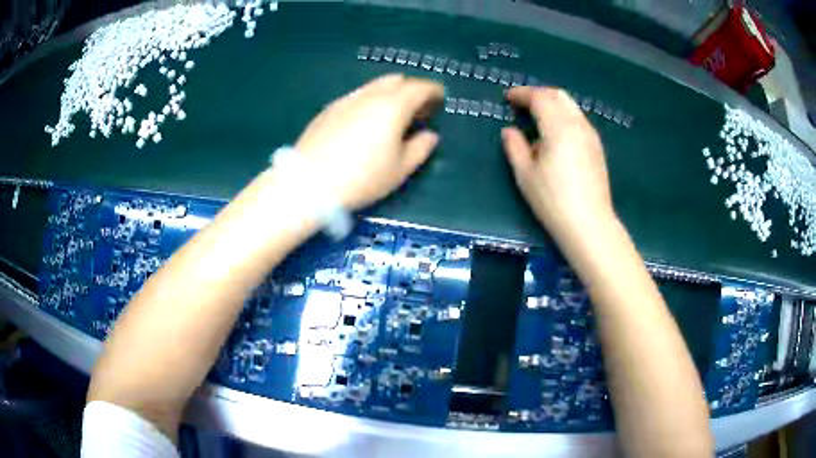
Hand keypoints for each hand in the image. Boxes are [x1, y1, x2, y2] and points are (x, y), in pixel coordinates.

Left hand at [294, 74, 443, 209]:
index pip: (420, 87)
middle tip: (418, 110)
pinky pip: (357, 96)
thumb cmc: (362, 178)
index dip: (433, 91)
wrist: (309, 183)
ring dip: (390, 94)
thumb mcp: (399, 169)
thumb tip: (430, 135)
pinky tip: (366, 122)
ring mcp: (346, 99)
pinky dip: (370, 101)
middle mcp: (370, 95)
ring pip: (374, 86)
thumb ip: (420, 148)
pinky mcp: (329, 109)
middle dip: (412, 89)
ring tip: (392, 116)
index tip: (440, 99)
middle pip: (396, 80)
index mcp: (393, 106)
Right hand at [502, 87, 615, 239]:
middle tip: (521, 103)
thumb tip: (510, 130)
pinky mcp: (597, 147)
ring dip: (552, 104)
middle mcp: (578, 124)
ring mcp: (591, 135)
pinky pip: (578, 119)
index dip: (522, 94)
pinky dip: (563, 115)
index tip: (507, 98)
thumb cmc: (553, 200)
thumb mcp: (525, 175)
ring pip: (571, 106)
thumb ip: (514, 147)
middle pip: (558, 95)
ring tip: (537, 116)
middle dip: (538, 94)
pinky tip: (555, 132)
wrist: (589, 224)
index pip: (539, 97)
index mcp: (558, 127)